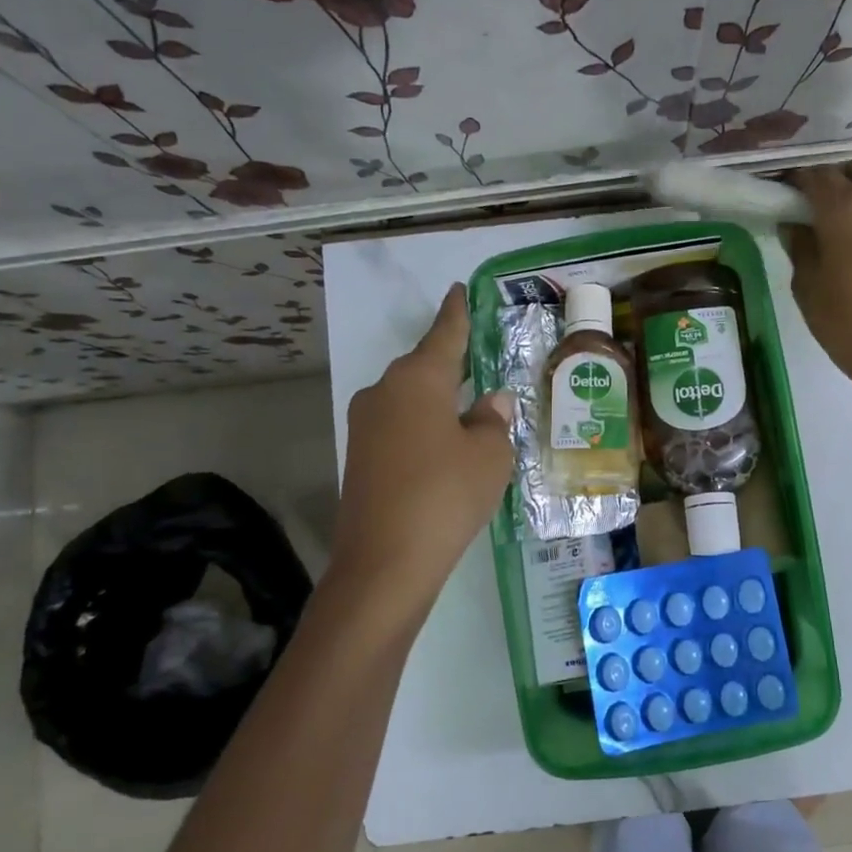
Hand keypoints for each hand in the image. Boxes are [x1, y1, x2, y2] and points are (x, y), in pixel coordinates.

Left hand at [329, 285, 514, 609]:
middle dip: (450, 361)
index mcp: (418, 379)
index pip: (444, 333)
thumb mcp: (488, 456)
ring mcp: (365, 424)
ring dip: (437, 399)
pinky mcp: (359, 455)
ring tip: (468, 407)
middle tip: (479, 358)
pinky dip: (423, 426)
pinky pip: (399, 425)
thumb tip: (490, 403)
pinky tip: (443, 444)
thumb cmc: (446, 494)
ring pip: (409, 398)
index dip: (457, 313)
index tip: (459, 290)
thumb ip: (492, 421)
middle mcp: (384, 391)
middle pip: (423, 366)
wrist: (385, 561)